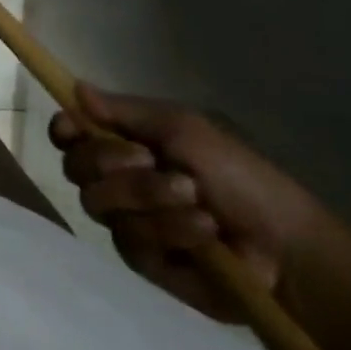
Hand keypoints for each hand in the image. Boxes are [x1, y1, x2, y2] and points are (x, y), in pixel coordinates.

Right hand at [50, 84, 336, 320]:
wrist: (285, 244)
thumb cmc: (238, 174)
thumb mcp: (183, 128)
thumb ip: (124, 110)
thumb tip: (74, 87)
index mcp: (124, 145)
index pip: (69, 136)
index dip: (65, 131)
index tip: (74, 128)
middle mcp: (117, 182)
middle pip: (76, 167)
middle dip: (112, 162)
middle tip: (150, 160)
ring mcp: (127, 222)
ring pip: (101, 204)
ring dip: (150, 196)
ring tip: (195, 198)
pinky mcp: (143, 262)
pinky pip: (131, 240)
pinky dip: (171, 229)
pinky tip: (204, 231)